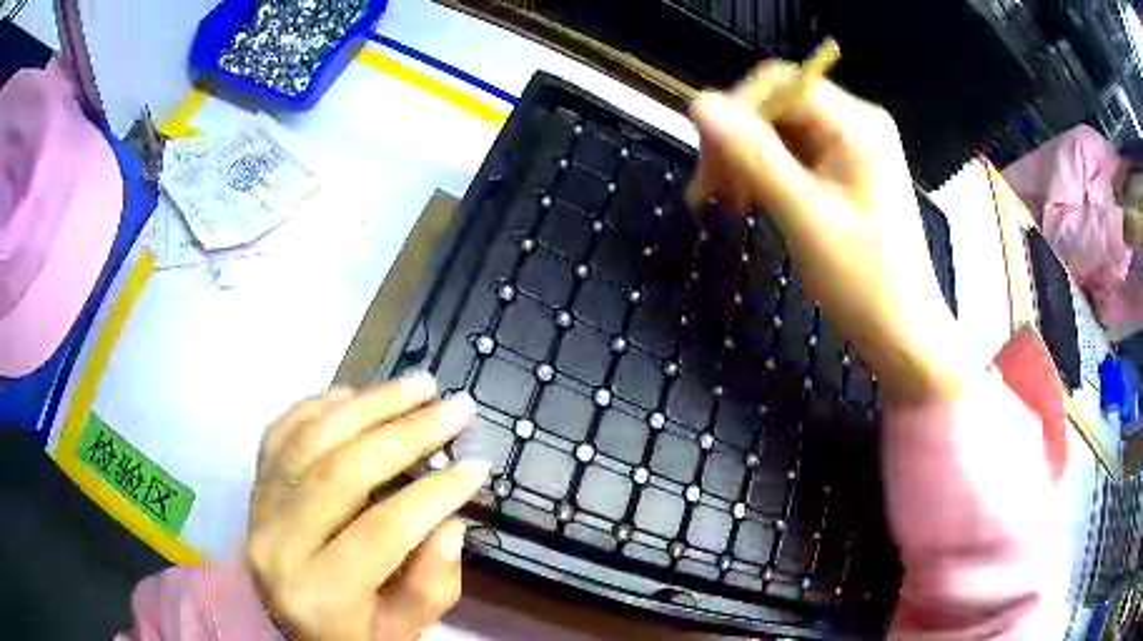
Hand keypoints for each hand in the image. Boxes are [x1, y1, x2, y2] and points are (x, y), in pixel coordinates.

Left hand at [246, 374, 485, 639]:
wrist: (285, 628)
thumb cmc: (350, 634)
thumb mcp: (402, 631)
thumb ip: (432, 586)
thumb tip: (450, 524)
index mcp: (320, 594)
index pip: (382, 531)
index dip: (434, 494)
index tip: (478, 467)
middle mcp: (278, 545)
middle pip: (342, 474)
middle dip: (407, 433)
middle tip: (455, 407)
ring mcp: (258, 510)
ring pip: (310, 441)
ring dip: (368, 404)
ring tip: (418, 385)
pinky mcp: (254, 488)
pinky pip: (280, 433)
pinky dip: (316, 406)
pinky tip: (353, 393)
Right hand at [689, 62, 970, 404]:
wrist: (902, 334)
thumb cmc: (863, 280)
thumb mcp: (803, 214)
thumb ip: (752, 153)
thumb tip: (699, 103)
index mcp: (855, 123)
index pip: (778, 84)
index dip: (734, 110)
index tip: (706, 161)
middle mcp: (856, 124)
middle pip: (778, 106)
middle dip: (738, 140)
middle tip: (708, 191)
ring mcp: (853, 149)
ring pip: (782, 132)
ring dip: (747, 161)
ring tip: (729, 204)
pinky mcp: (847, 174)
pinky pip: (796, 157)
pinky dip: (768, 176)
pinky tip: (754, 203)